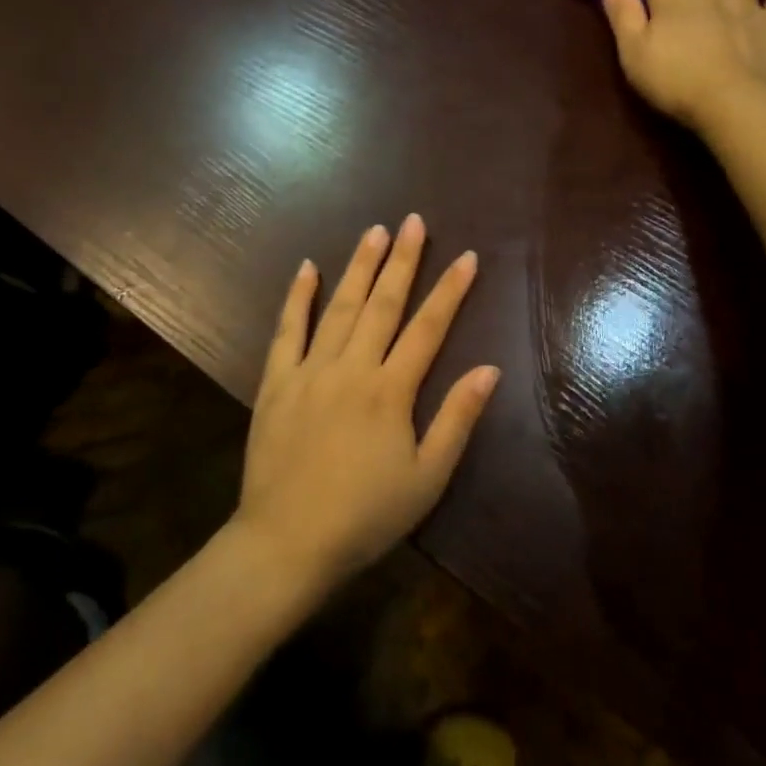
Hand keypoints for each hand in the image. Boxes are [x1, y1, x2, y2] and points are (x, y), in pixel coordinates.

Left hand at [234, 215, 500, 591]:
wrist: (286, 543)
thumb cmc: (365, 516)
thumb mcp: (426, 479)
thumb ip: (457, 419)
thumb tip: (489, 369)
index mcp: (391, 391)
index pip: (428, 328)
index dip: (450, 290)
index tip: (467, 256)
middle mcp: (352, 368)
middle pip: (383, 304)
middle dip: (403, 260)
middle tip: (414, 221)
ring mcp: (310, 371)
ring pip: (339, 307)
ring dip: (359, 267)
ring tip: (374, 232)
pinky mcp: (276, 382)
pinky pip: (286, 331)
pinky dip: (297, 297)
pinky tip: (307, 268)